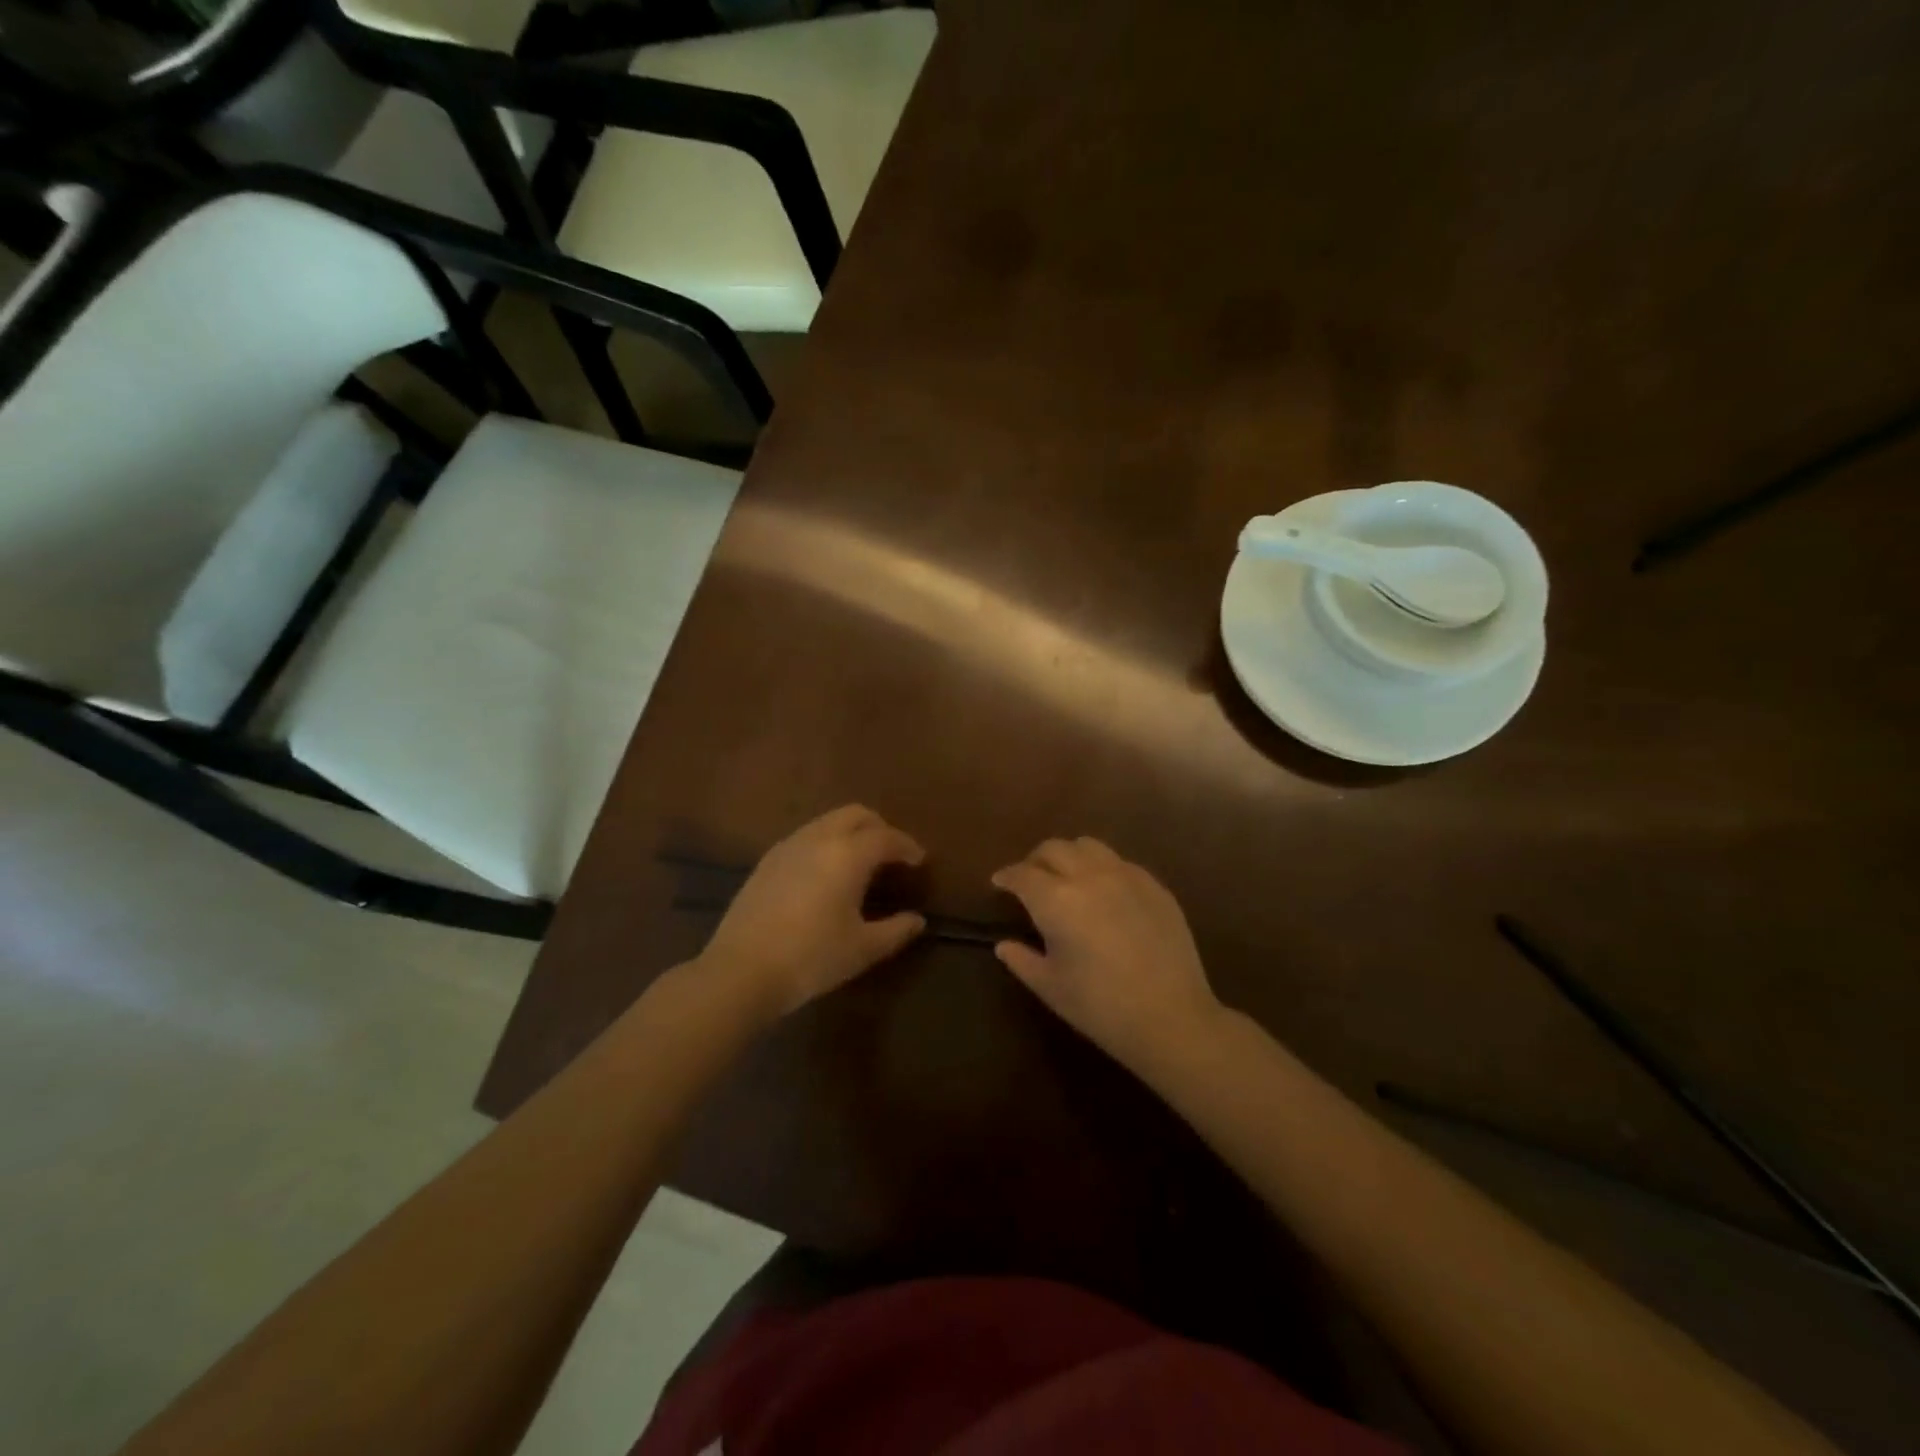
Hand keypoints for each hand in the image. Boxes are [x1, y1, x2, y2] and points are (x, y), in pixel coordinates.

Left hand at [700, 805, 926, 1017]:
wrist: (741, 971)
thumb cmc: (812, 958)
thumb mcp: (863, 948)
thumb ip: (896, 930)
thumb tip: (917, 920)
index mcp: (848, 854)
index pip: (887, 837)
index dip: (908, 846)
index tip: (919, 861)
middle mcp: (819, 838)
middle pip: (856, 814)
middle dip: (879, 827)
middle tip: (892, 854)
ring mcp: (788, 846)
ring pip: (828, 822)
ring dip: (850, 832)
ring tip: (861, 862)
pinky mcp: (767, 861)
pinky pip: (806, 837)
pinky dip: (826, 843)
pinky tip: (825, 874)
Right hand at [991, 837, 1222, 1068]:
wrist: (1171, 1018)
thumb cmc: (1100, 1007)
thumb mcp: (1051, 987)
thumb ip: (1022, 960)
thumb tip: (1004, 944)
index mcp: (1057, 900)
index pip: (1023, 874)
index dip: (1007, 876)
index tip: (999, 882)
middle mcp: (1089, 876)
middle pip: (1054, 849)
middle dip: (1035, 860)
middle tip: (1030, 879)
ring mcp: (1126, 876)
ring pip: (1089, 846)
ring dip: (1069, 856)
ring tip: (1067, 877)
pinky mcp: (1154, 885)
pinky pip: (1120, 862)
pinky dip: (1102, 868)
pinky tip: (1105, 892)